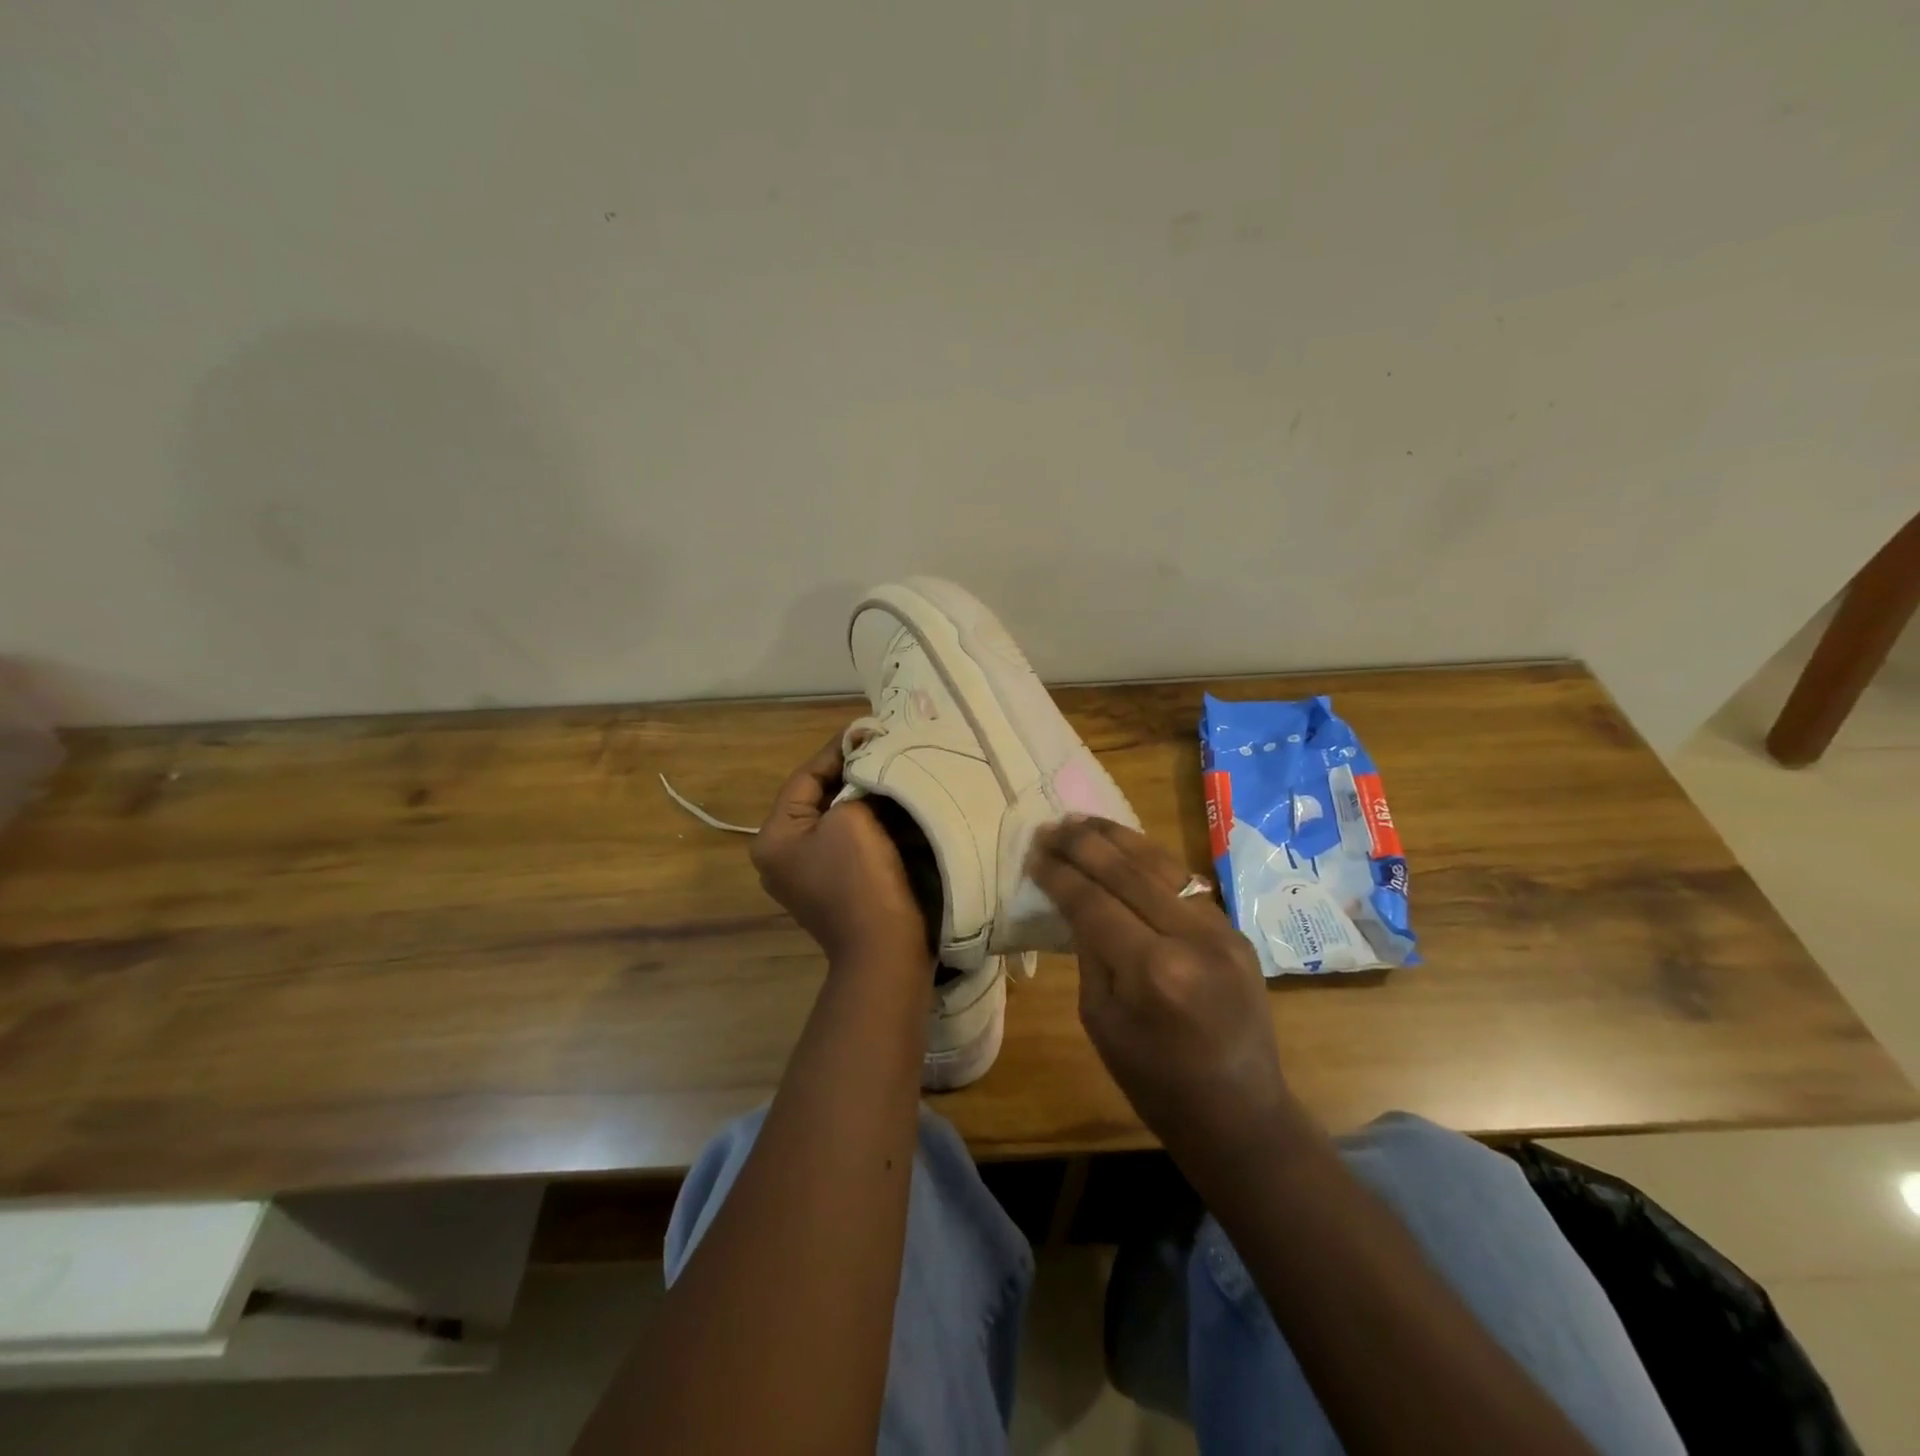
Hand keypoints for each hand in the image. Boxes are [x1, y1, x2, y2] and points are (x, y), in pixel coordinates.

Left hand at [751, 736, 928, 965]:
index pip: (805, 776)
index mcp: (774, 837)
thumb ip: (855, 784)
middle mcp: (783, 854)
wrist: (885, 950)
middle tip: (884, 745)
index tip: (870, 727)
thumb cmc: (861, 879)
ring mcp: (808, 872)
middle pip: (819, 797)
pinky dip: (870, 821)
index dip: (839, 749)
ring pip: (837, 818)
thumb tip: (868, 768)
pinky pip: (850, 840)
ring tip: (893, 767)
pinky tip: (895, 803)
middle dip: (853, 772)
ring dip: (864, 795)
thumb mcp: (853, 817)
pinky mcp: (835, 884)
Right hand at [1027, 817, 1298, 1161]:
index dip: (1059, 874)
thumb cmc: (1154, 1082)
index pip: (1094, 902)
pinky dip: (1149, 859)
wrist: (1238, 1113)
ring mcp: (1220, 929)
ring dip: (1118, 838)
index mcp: (1152, 971)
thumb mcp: (1100, 1020)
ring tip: (1083, 821)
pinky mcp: (1234, 929)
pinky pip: (1184, 882)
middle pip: (1127, 871)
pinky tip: (1125, 846)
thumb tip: (1076, 902)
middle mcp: (1191, 938)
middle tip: (1051, 826)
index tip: (1033, 852)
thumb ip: (1090, 952)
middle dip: (1084, 844)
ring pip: (1161, 864)